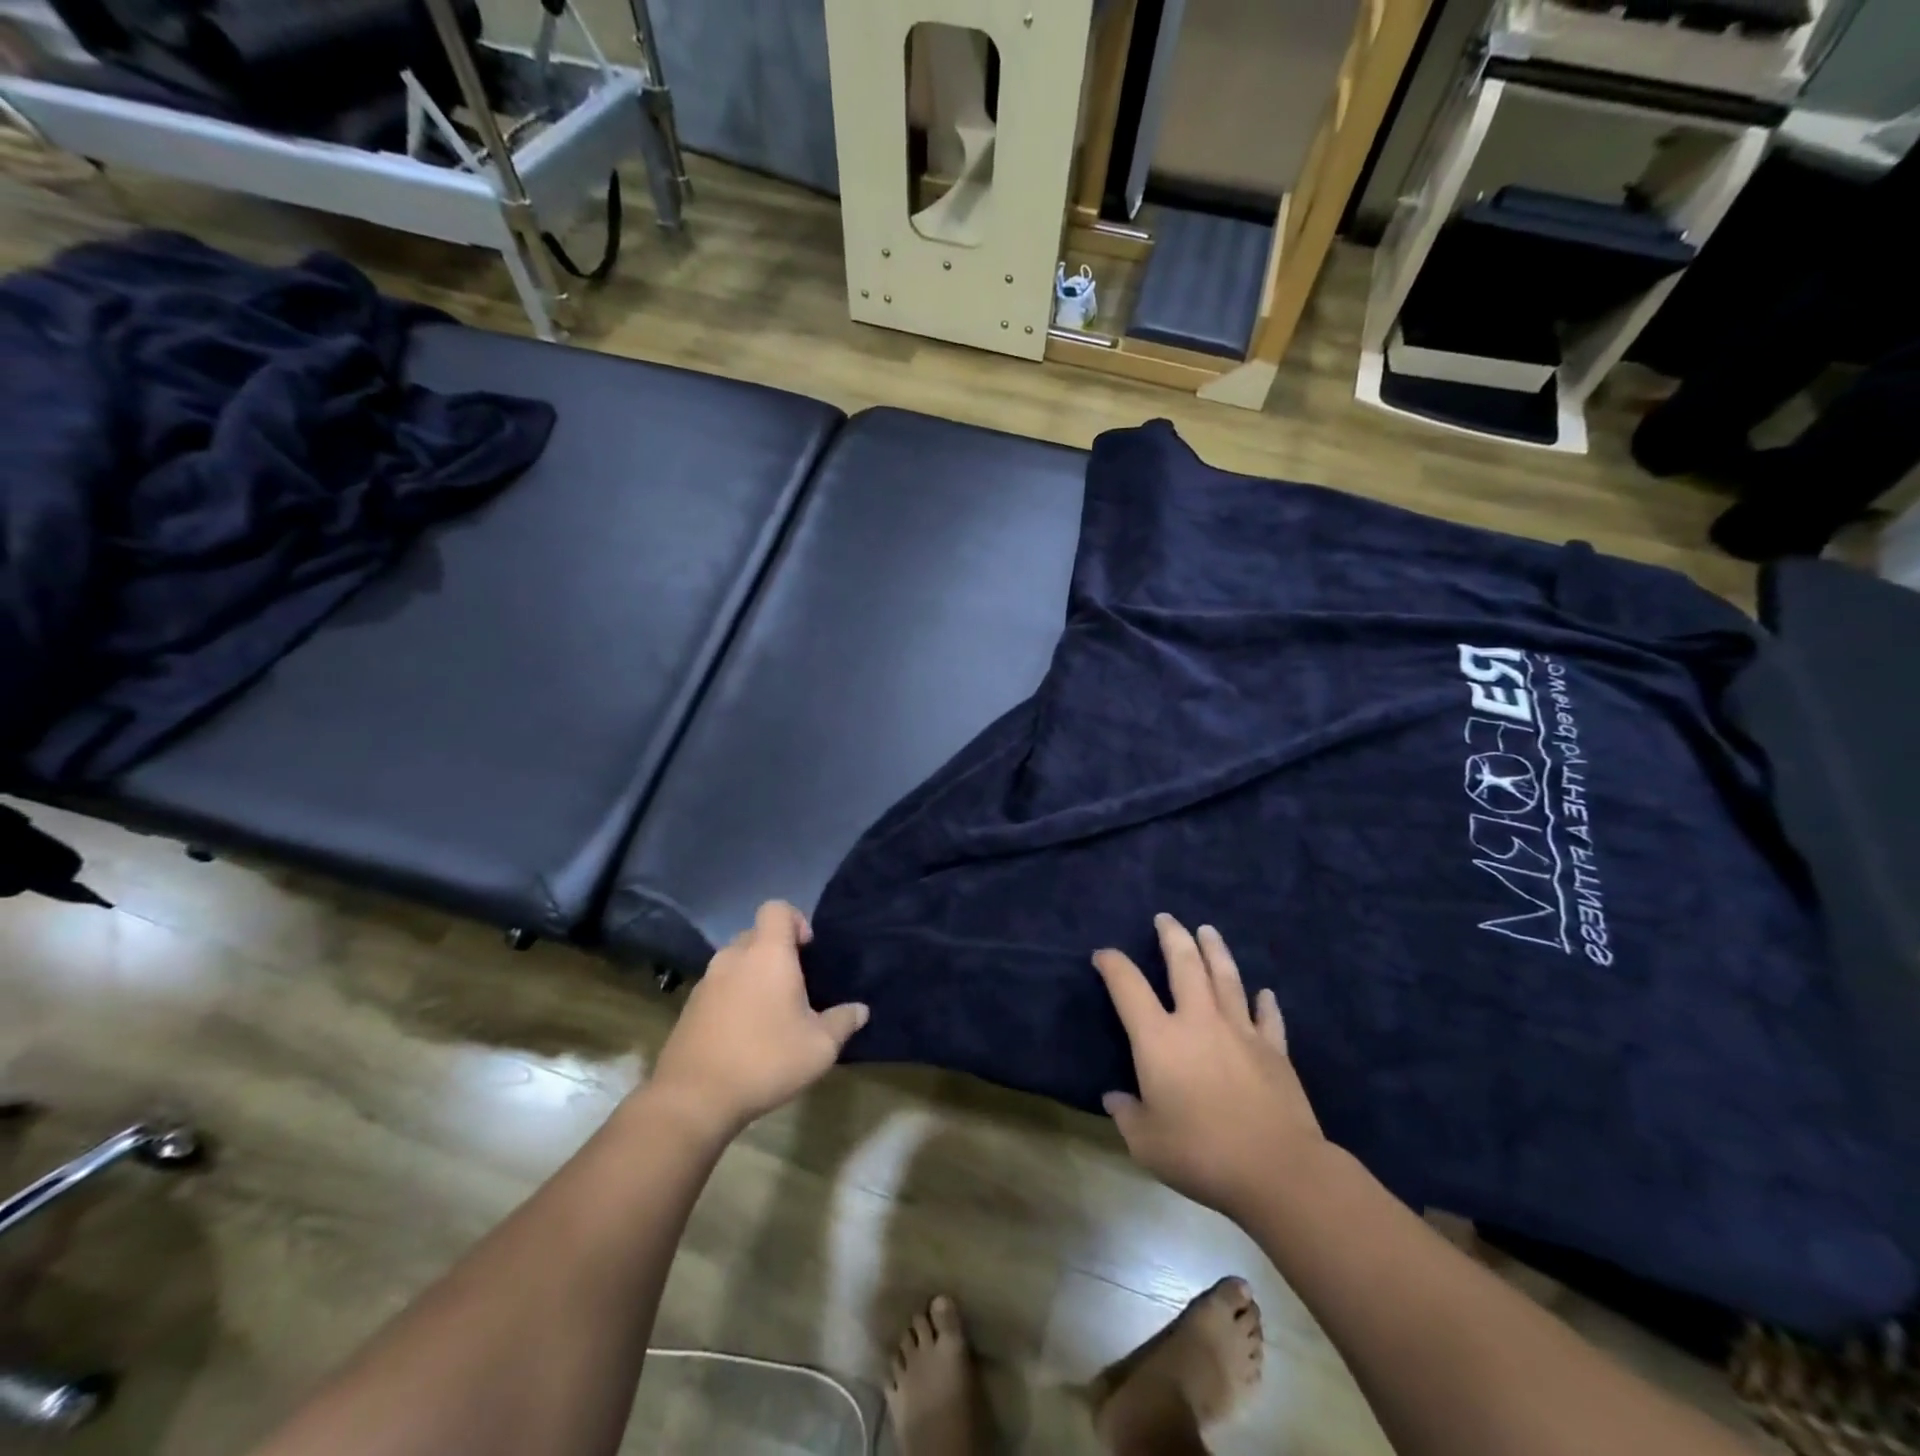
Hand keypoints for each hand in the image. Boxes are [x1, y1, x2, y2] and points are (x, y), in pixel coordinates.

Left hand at [646, 901, 868, 1137]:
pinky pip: (719, 985)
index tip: (808, 952)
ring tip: (771, 1010)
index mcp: (767, 953)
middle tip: (795, 984)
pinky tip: (745, 1031)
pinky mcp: (690, 1006)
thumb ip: (843, 1022)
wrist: (694, 1097)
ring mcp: (707, 981)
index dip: (796, 920)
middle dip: (776, 950)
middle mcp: (734, 957)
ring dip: (753, 974)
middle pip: (756, 933)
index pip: (777, 908)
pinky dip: (734, 995)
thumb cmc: (765, 1059)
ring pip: (736, 960)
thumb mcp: (819, 1047)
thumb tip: (860, 1010)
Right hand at [1096, 915, 1325, 1217]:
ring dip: (1215, 950)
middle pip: (1184, 964)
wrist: (1277, 1169)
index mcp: (1159, 1038)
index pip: (1128, 986)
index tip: (1103, 955)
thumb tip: (1115, 1098)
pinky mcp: (1274, 1050)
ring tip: (1207, 930)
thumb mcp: (1146, 1143)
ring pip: (1226, 977)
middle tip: (1166, 918)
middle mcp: (1198, 1021)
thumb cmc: (1201, 1153)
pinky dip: (1265, 1002)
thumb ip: (1127, 1115)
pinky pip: (1268, 1017)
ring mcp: (1240, 1031)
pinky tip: (1264, 992)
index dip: (1113, 964)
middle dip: (1172, 936)